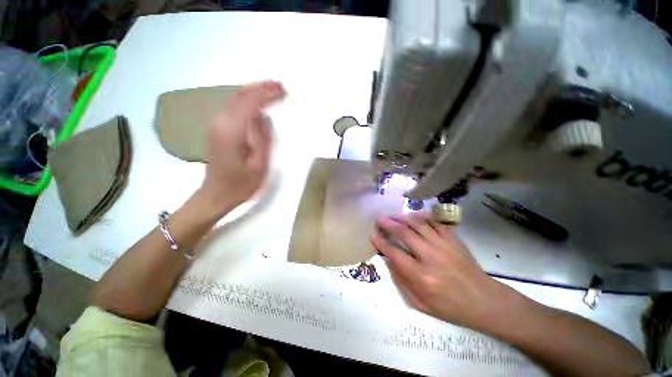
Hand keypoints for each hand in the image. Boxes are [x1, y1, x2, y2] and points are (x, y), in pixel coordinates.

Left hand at [201, 81, 285, 212]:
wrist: (217, 194)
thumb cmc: (242, 184)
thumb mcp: (260, 165)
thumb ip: (262, 138)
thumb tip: (263, 116)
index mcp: (231, 132)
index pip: (249, 104)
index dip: (266, 94)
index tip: (283, 91)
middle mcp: (220, 123)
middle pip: (240, 96)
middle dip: (260, 88)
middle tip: (279, 85)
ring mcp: (216, 125)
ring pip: (235, 99)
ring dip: (254, 91)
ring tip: (272, 89)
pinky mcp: (217, 129)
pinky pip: (233, 107)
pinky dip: (247, 100)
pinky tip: (257, 101)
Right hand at [371, 213, 504, 329]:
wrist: (484, 301)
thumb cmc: (450, 307)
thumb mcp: (420, 304)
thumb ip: (401, 281)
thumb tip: (389, 260)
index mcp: (421, 276)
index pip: (394, 253)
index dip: (381, 242)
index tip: (373, 235)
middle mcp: (431, 257)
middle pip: (404, 233)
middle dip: (389, 224)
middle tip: (380, 219)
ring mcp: (444, 245)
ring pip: (418, 224)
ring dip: (403, 218)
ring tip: (394, 216)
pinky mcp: (453, 240)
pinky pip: (435, 222)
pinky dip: (423, 217)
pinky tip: (415, 216)